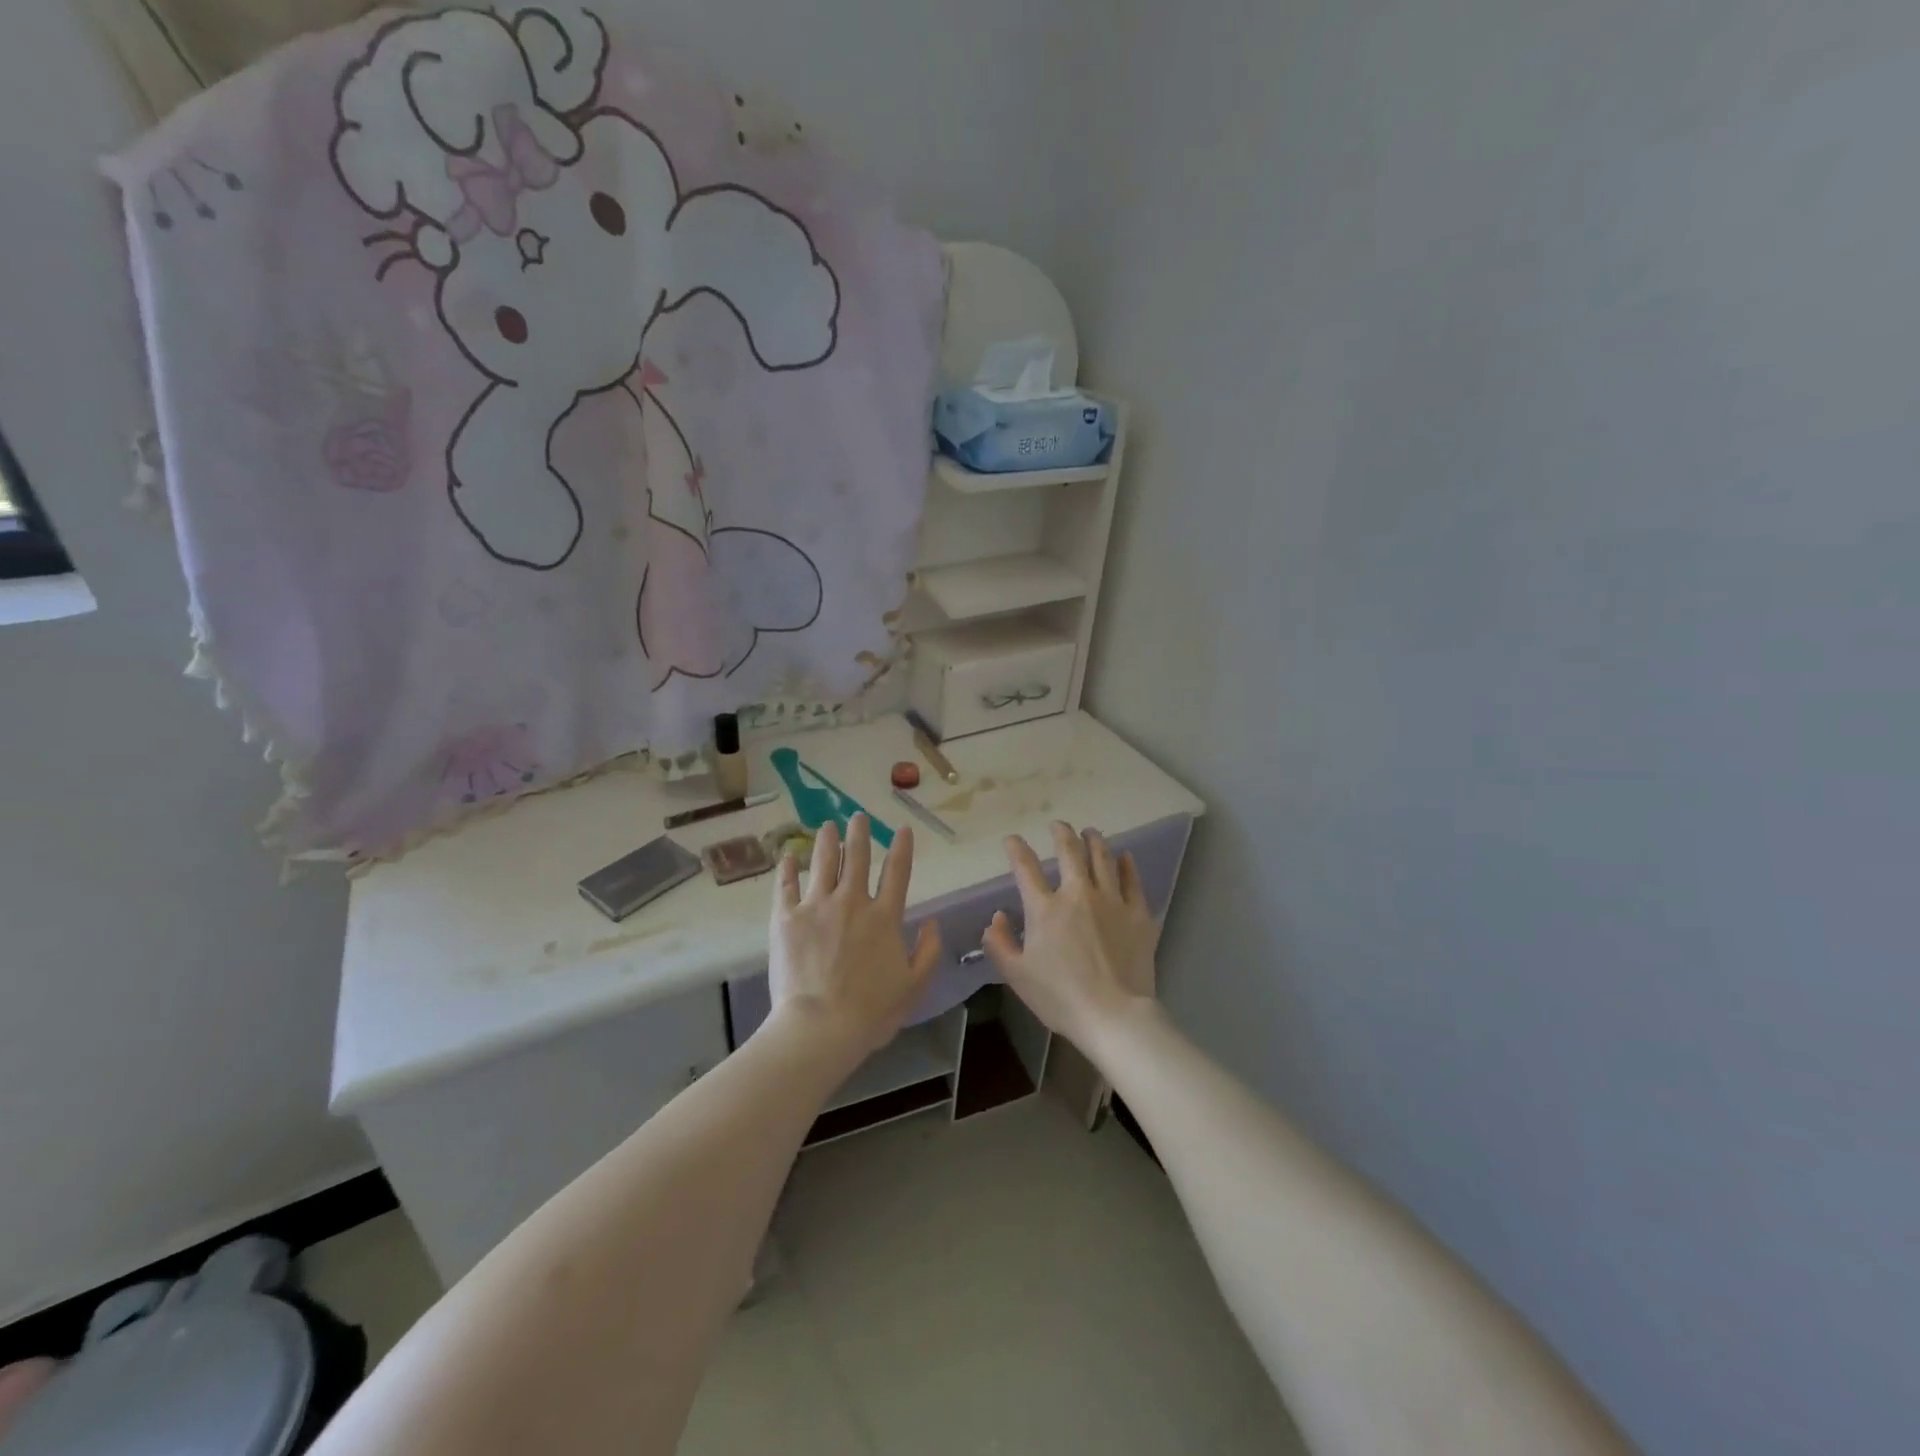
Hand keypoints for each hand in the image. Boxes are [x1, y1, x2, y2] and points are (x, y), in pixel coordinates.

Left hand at [768, 814, 943, 1062]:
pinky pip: (786, 885)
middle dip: (860, 834)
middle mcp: (852, 902)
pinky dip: (788, 868)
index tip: (902, 829)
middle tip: (858, 816)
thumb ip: (928, 952)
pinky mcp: (787, 918)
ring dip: (827, 841)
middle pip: (857, 858)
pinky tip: (788, 856)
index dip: (902, 848)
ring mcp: (817, 906)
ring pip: (823, 862)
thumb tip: (932, 923)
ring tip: (827, 826)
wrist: (820, 1027)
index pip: (898, 872)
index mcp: (885, 917)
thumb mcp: (914, 987)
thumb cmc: (871, 1012)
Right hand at [983, 822, 1159, 1050]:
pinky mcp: (1138, 914)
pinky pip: (1132, 881)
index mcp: (1045, 908)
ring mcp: (1112, 901)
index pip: (1026, 868)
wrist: (1114, 1015)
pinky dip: (1127, 865)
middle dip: (1062, 833)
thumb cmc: (1060, 998)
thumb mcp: (1017, 976)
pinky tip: (1124, 857)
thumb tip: (997, 918)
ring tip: (1090, 832)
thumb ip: (1000, 944)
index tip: (1012, 840)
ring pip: (1103, 859)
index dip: (1016, 849)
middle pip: (1070, 852)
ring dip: (1094, 841)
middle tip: (1058, 825)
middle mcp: (1078, 894)